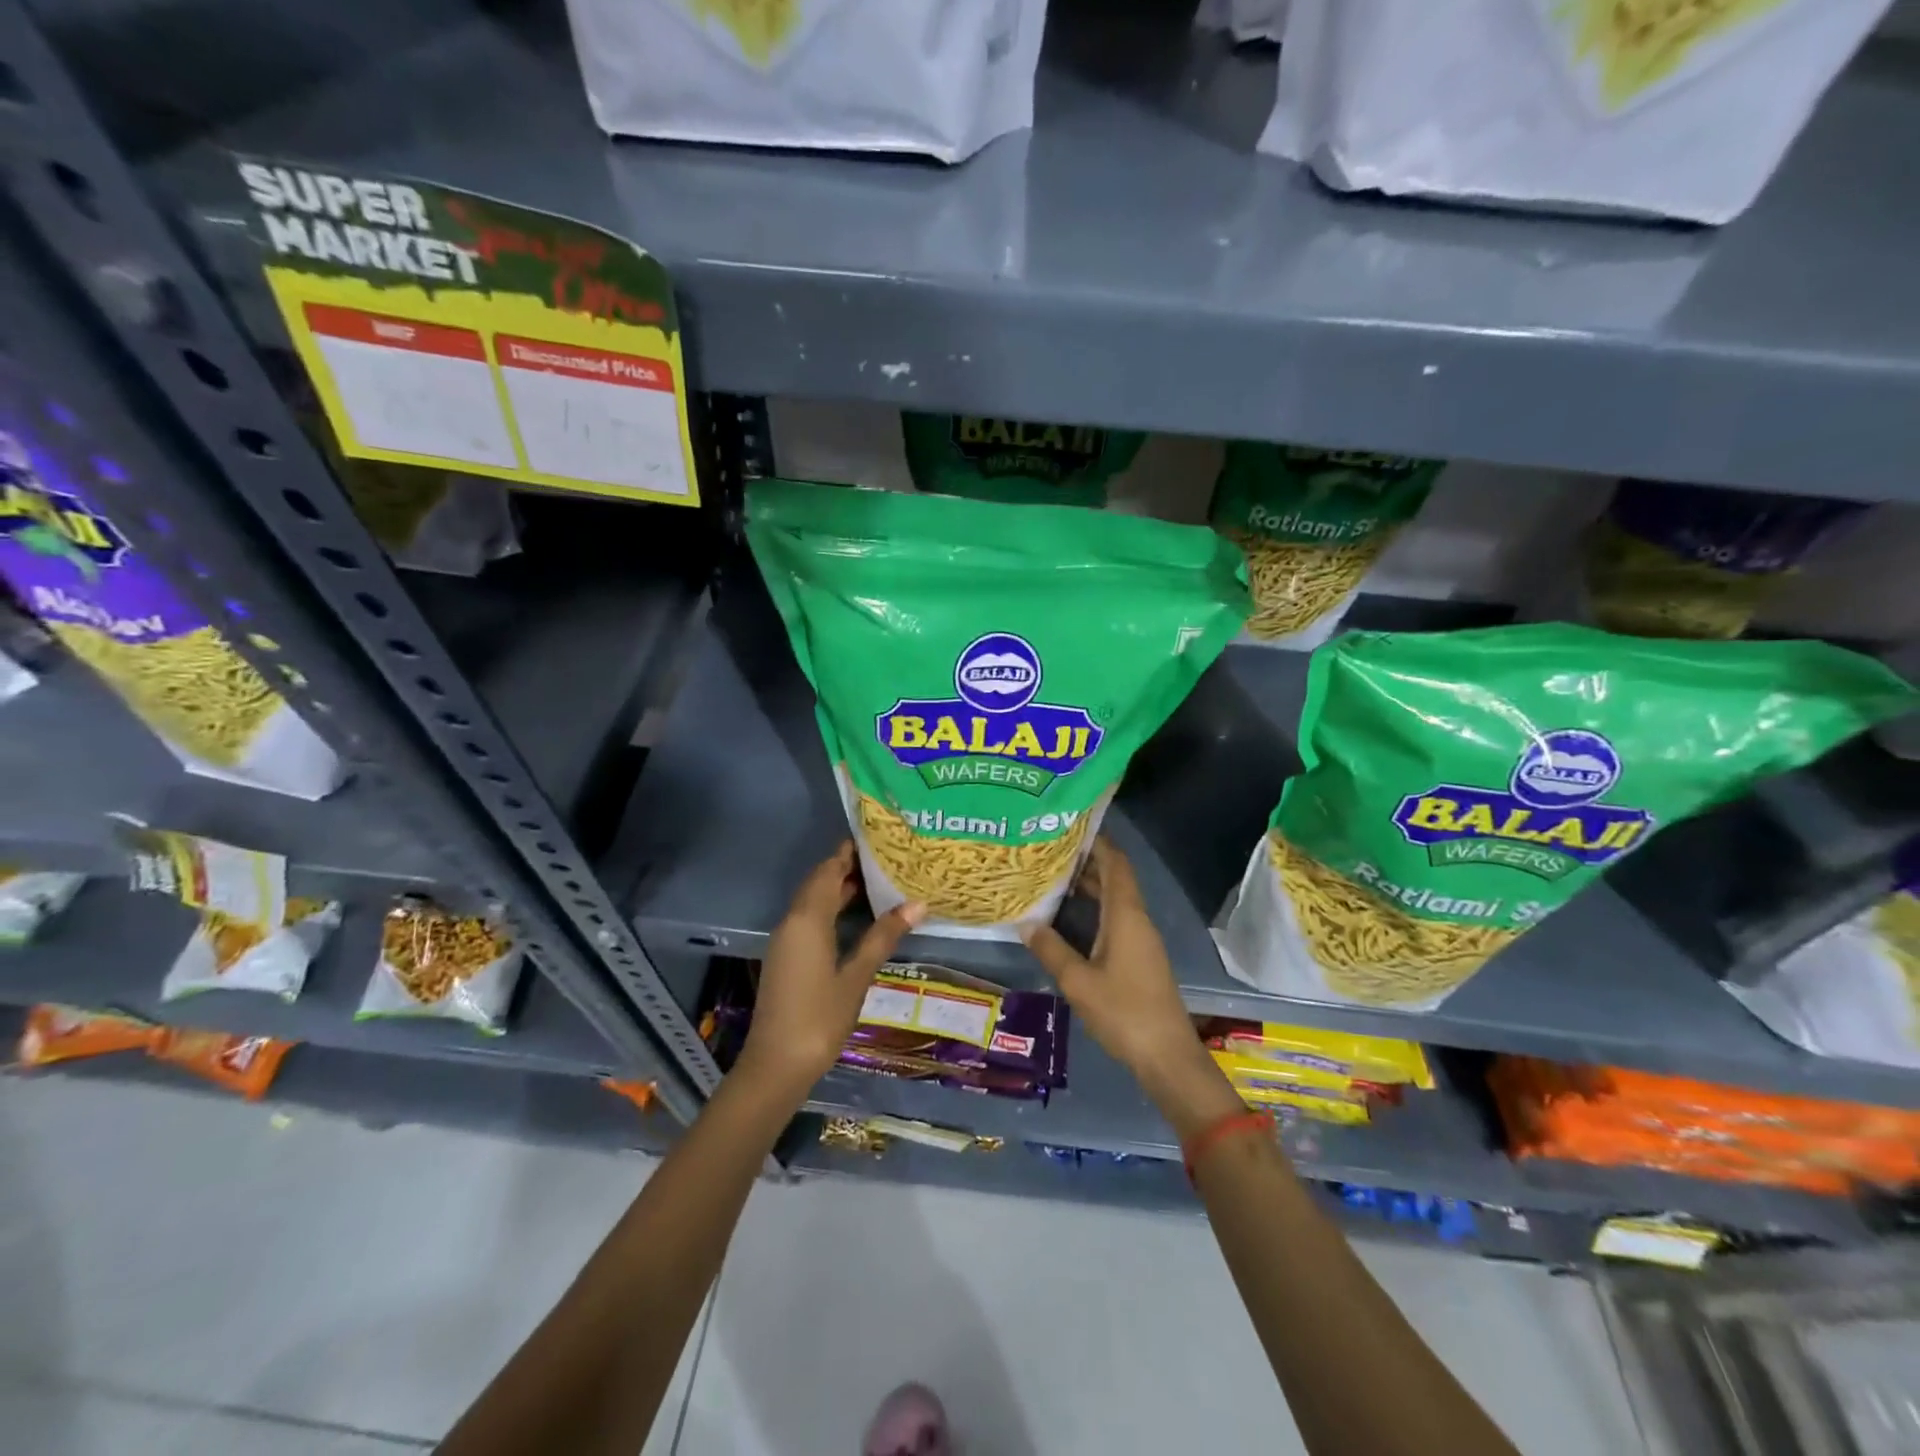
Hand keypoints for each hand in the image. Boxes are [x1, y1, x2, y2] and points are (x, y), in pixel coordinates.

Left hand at [736, 842, 923, 1100]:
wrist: (776, 1065)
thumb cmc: (819, 1018)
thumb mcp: (857, 976)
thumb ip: (883, 936)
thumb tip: (917, 904)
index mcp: (808, 919)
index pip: (828, 870)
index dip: (849, 852)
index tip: (876, 839)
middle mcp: (792, 921)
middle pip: (819, 882)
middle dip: (847, 867)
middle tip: (885, 859)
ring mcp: (786, 940)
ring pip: (813, 900)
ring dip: (839, 888)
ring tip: (878, 882)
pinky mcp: (787, 956)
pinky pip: (809, 918)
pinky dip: (831, 908)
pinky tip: (856, 917)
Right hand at [1022, 837, 1238, 1135]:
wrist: (1167, 1056)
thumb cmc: (1124, 1012)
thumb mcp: (1078, 982)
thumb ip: (1051, 949)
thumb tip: (1026, 922)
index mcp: (1126, 916)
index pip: (1116, 864)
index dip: (1097, 842)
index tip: (1069, 826)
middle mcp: (1137, 920)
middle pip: (1115, 878)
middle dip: (1087, 861)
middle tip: (1049, 851)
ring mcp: (1141, 939)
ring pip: (1115, 900)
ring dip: (1090, 886)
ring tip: (1053, 877)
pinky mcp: (1139, 958)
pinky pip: (1116, 919)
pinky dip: (1094, 909)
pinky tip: (1070, 918)